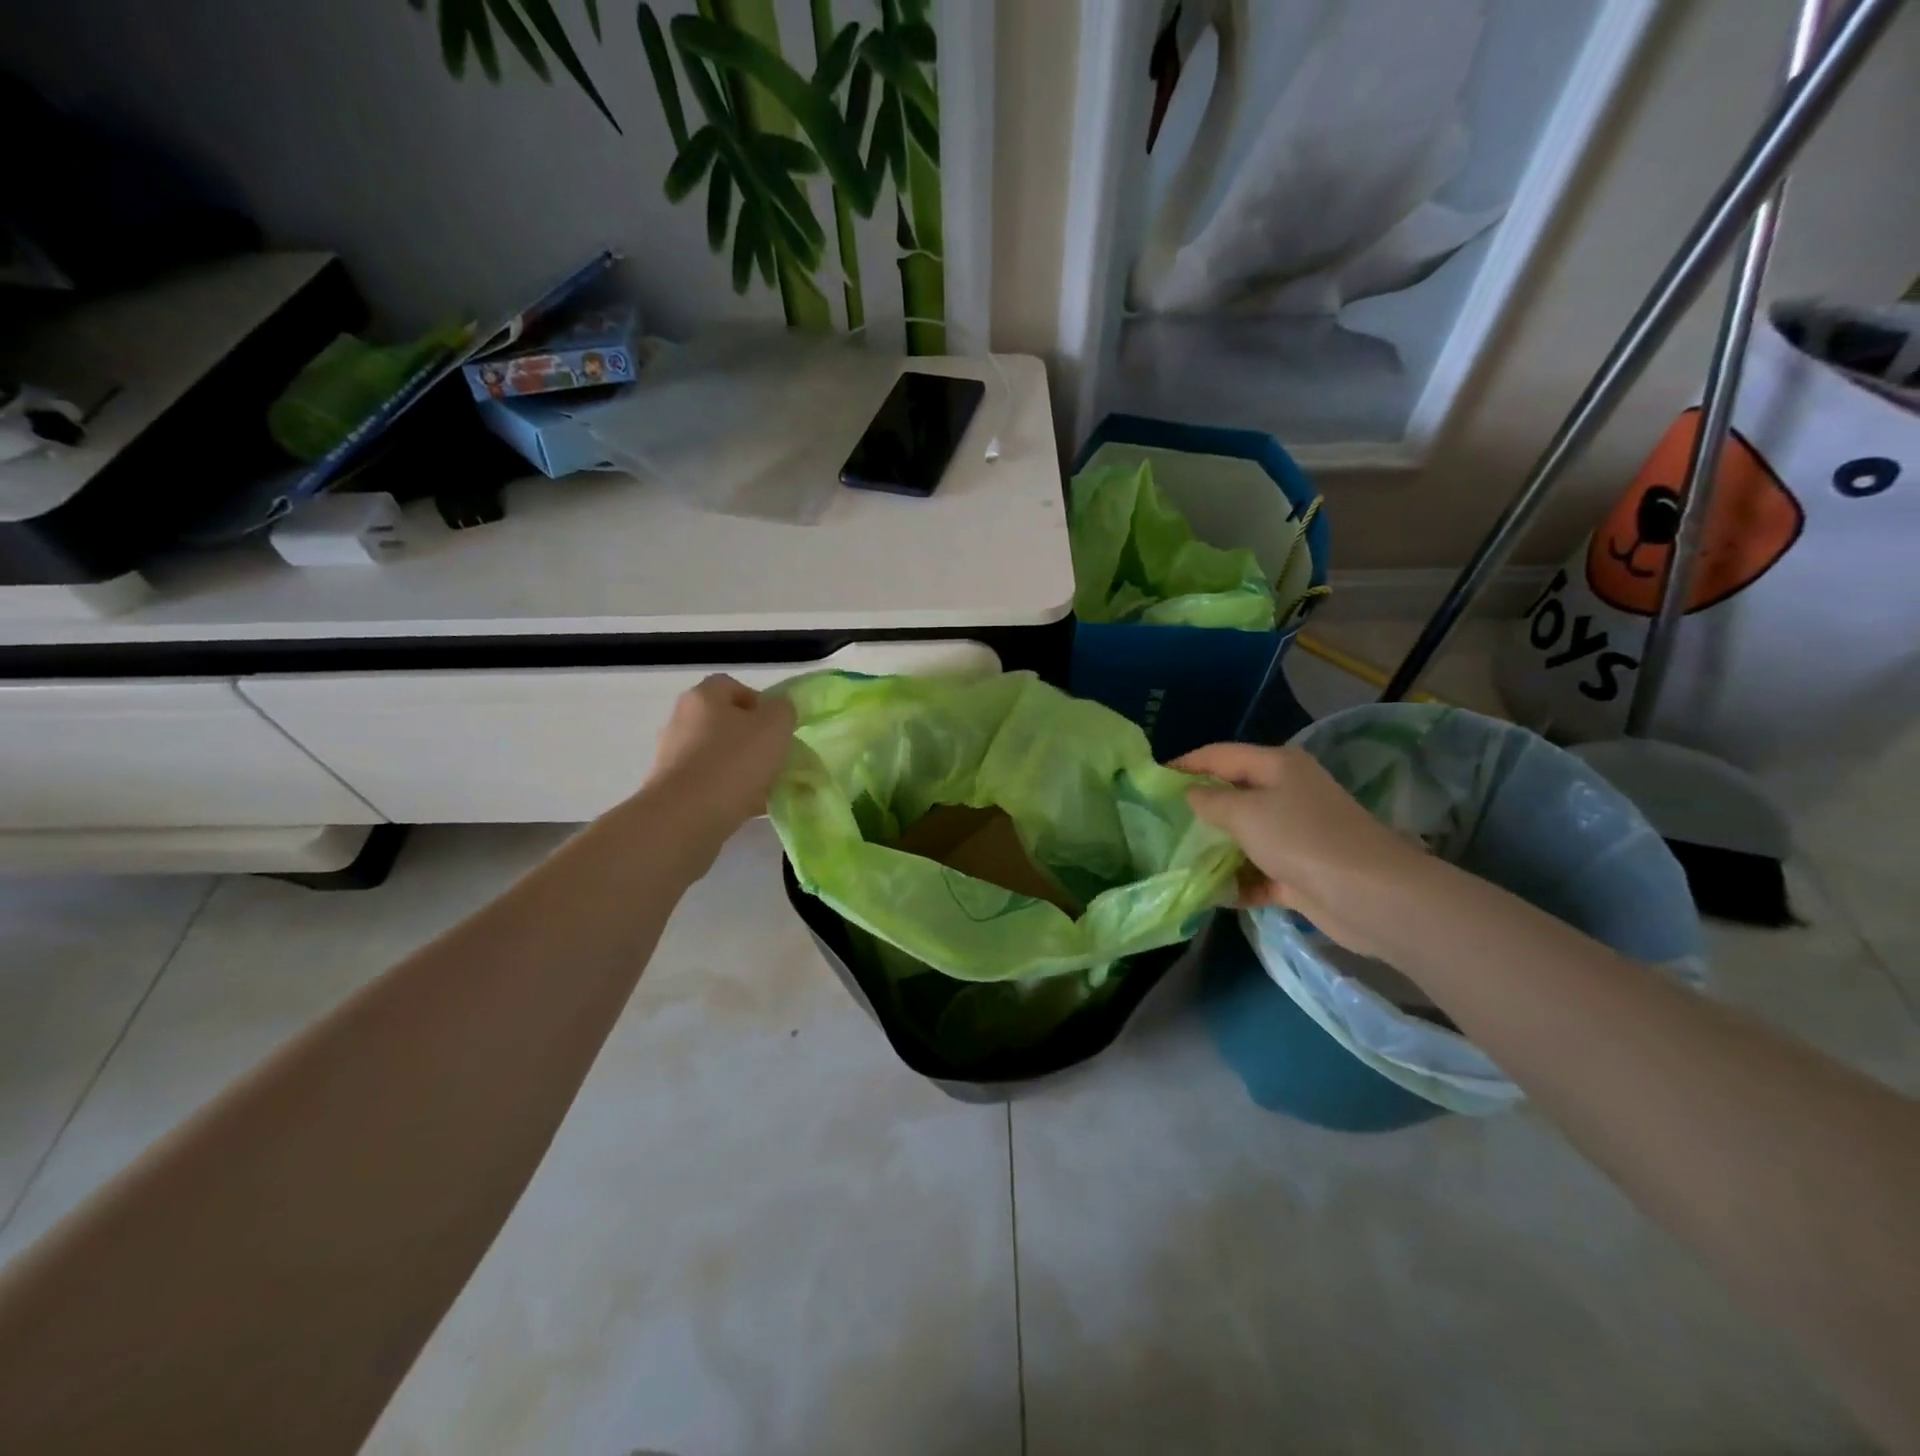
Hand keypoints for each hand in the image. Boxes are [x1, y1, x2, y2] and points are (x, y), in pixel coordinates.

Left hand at [644, 675, 796, 842]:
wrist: (686, 817)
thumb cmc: (734, 761)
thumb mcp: (775, 726)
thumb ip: (783, 710)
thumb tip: (777, 711)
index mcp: (703, 697)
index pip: (732, 686)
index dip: (758, 702)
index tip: (778, 726)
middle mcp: (682, 721)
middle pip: (724, 722)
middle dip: (752, 738)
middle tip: (775, 757)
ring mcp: (673, 756)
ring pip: (718, 755)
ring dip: (741, 767)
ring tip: (767, 787)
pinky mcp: (671, 789)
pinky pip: (708, 784)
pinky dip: (728, 791)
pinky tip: (749, 807)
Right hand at [1172, 742, 1429, 957]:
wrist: (1370, 896)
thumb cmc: (1302, 839)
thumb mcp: (1246, 813)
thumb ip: (1210, 802)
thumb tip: (1190, 796)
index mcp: (1277, 766)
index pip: (1220, 755)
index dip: (1185, 763)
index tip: (1150, 779)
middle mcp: (1287, 794)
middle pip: (1232, 795)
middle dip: (1196, 810)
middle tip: (1156, 823)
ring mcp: (1295, 835)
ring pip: (1243, 837)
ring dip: (1214, 850)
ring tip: (1173, 859)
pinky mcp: (1299, 872)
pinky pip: (1257, 873)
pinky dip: (1236, 882)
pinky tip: (1208, 894)